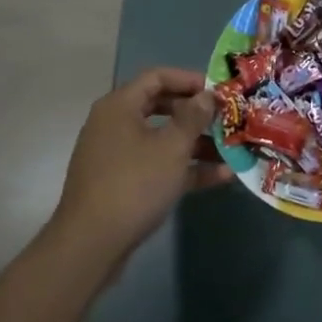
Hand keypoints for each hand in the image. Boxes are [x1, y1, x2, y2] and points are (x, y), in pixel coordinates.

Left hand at [49, 68, 231, 276]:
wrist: (90, 245)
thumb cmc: (134, 184)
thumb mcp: (172, 148)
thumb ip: (193, 117)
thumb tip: (206, 96)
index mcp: (120, 106)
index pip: (157, 77)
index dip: (189, 79)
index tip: (219, 91)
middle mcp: (115, 124)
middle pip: (161, 107)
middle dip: (196, 114)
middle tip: (226, 119)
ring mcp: (117, 155)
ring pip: (162, 139)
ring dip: (196, 144)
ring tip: (231, 150)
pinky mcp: (121, 183)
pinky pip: (157, 165)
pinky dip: (184, 168)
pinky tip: (219, 177)